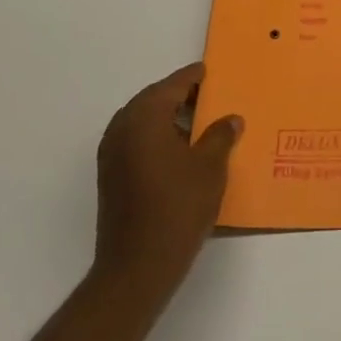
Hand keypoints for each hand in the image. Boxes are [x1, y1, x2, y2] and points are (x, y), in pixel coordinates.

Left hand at [93, 63, 241, 297]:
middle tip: (209, 97)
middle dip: (180, 96)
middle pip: (154, 99)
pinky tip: (180, 153)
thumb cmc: (177, 208)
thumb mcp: (210, 168)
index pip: (173, 84)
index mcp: (145, 115)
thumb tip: (231, 120)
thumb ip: (221, 136)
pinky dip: (156, 138)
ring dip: (168, 118)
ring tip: (199, 126)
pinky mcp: (110, 176)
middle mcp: (123, 126)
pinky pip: (136, 141)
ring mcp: (112, 153)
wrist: (136, 269)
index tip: (210, 72)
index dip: (194, 77)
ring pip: (143, 121)